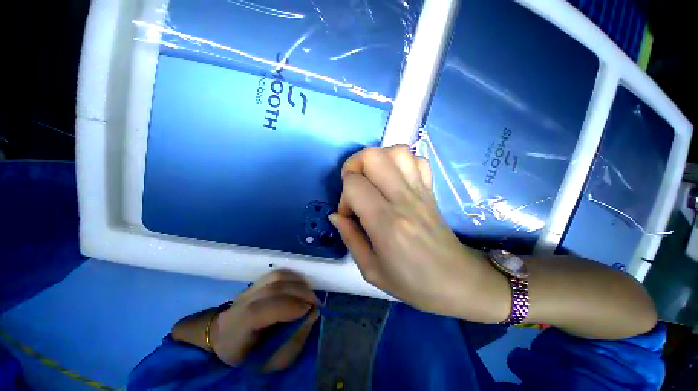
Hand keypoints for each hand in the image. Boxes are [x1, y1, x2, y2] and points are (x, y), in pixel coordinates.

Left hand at [210, 270, 319, 370]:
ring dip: (299, 283)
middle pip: (272, 288)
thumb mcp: (272, 361)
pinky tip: (301, 287)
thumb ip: (295, 338)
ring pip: (277, 276)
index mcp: (236, 327)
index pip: (259, 310)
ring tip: (310, 295)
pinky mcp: (257, 282)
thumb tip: (313, 312)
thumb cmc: (251, 357)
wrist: (228, 342)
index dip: (288, 307)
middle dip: (300, 292)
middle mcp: (240, 302)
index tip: (310, 310)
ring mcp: (248, 289)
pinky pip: (278, 274)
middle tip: (316, 303)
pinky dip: (294, 278)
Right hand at [330, 145, 508, 320]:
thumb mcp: (371, 269)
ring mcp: (420, 191)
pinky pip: (416, 159)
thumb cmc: (412, 282)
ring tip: (372, 180)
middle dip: (354, 166)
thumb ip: (349, 238)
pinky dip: (400, 162)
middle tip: (354, 187)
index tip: (349, 215)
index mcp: (386, 223)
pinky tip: (394, 180)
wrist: (457, 281)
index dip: (344, 197)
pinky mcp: (430, 189)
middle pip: (373, 156)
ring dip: (377, 160)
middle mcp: (403, 199)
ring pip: (396, 151)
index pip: (355, 185)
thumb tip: (335, 215)